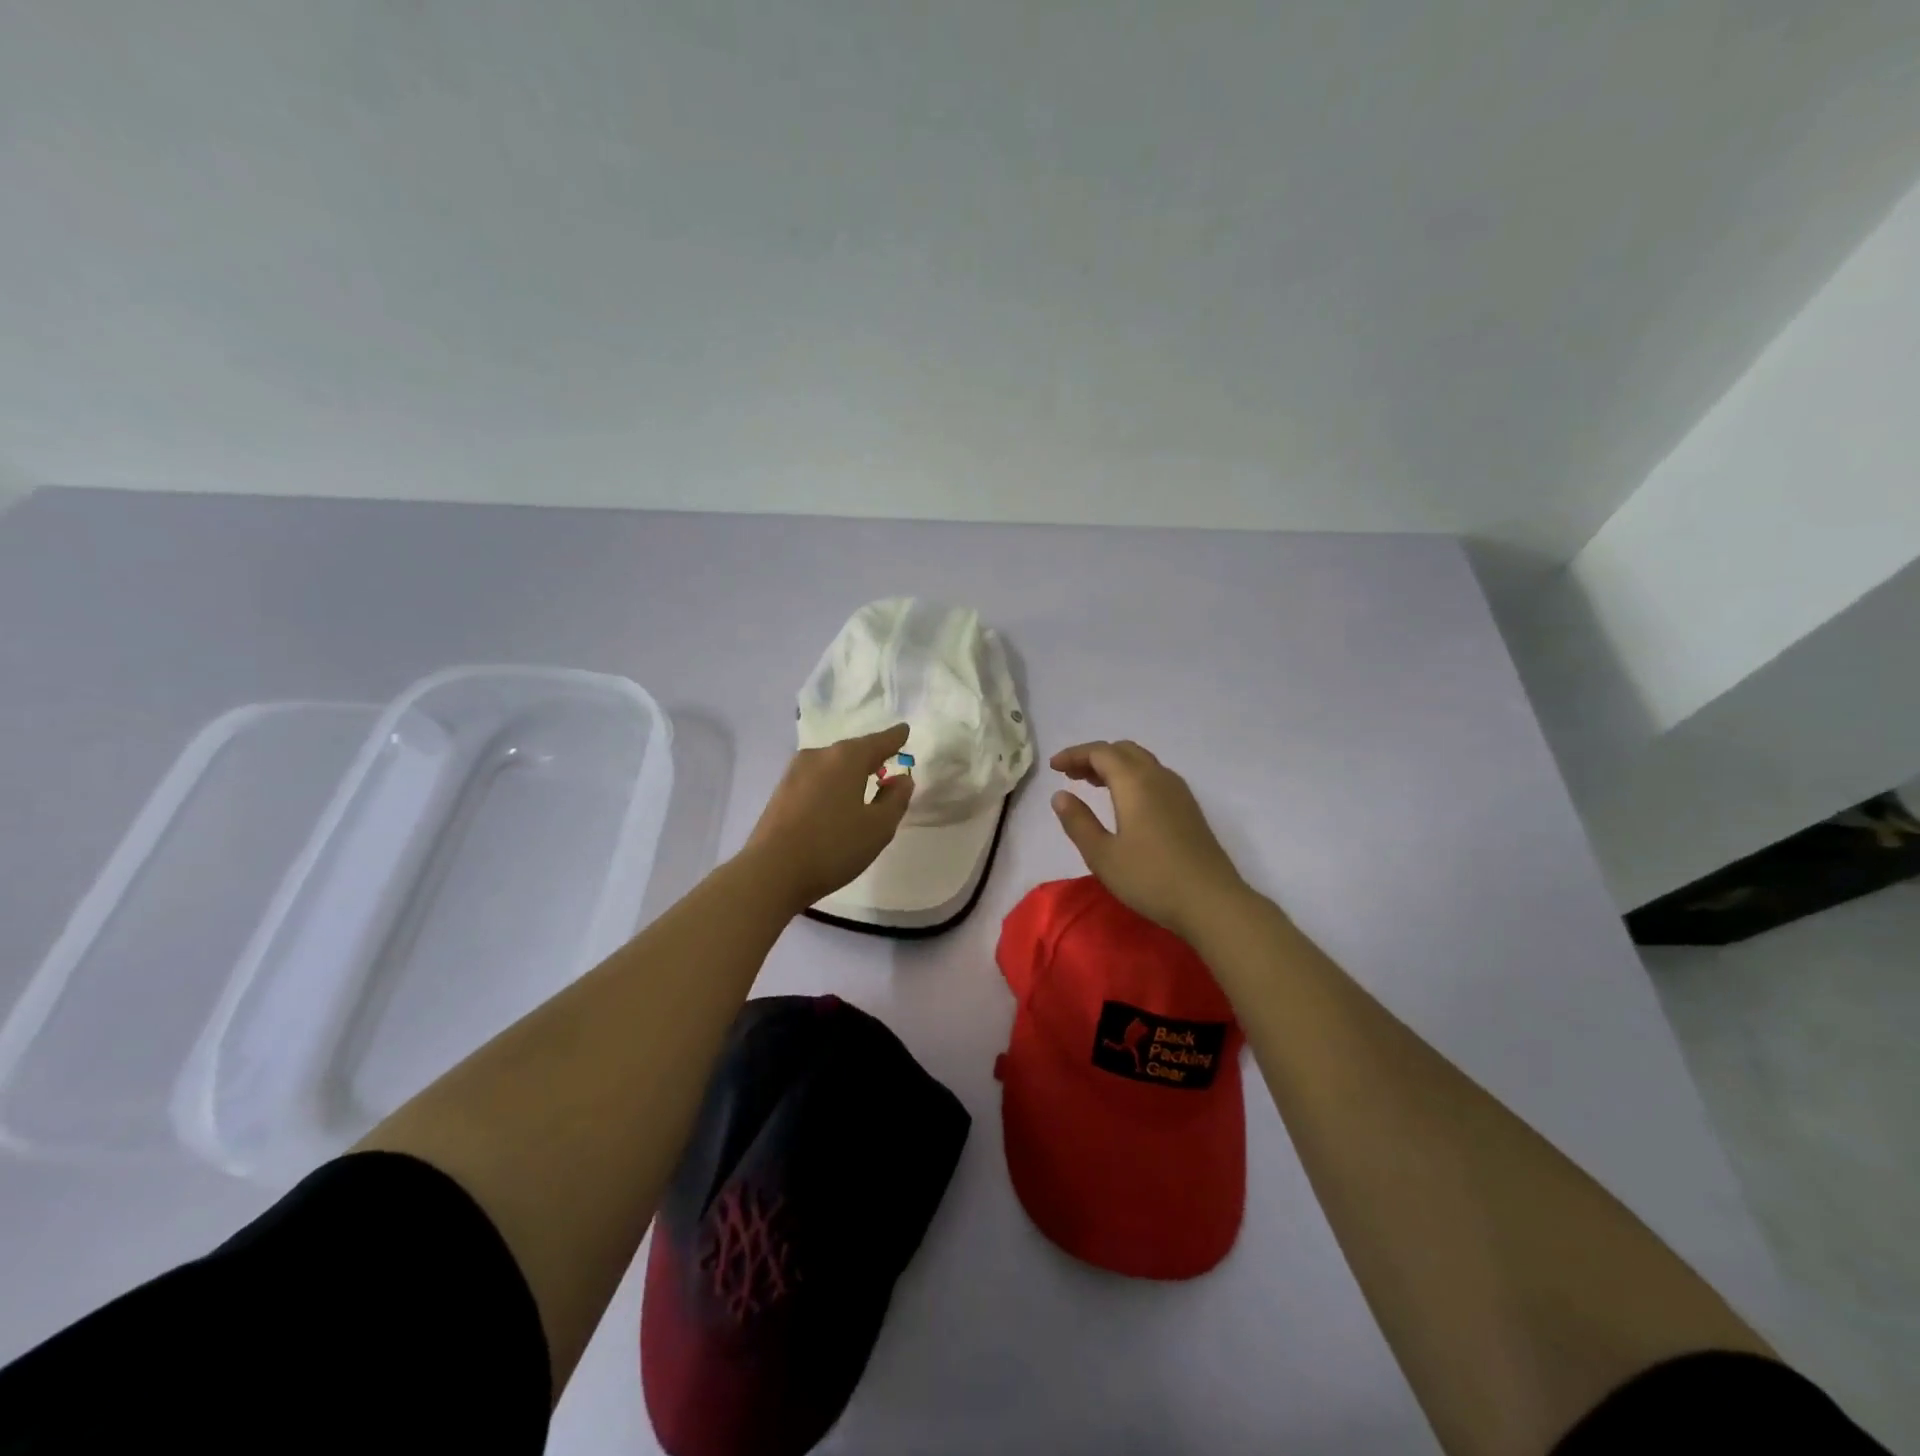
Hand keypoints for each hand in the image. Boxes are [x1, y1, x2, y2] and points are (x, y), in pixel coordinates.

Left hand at [743, 724, 914, 910]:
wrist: (771, 872)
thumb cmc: (833, 846)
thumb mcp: (879, 827)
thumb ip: (896, 799)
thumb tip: (902, 779)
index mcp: (846, 758)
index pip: (878, 741)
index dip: (895, 738)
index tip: (904, 730)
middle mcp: (819, 756)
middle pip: (852, 750)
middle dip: (870, 756)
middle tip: (886, 762)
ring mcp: (795, 772)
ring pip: (832, 765)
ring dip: (849, 771)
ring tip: (863, 784)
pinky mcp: (781, 791)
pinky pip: (816, 779)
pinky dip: (831, 784)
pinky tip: (835, 801)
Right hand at [1049, 740, 1246, 941]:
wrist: (1211, 901)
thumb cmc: (1150, 878)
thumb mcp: (1102, 855)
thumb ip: (1078, 822)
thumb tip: (1060, 795)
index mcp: (1135, 782)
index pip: (1100, 752)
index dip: (1075, 754)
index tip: (1053, 767)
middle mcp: (1158, 777)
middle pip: (1123, 750)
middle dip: (1094, 757)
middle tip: (1071, 775)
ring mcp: (1179, 792)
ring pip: (1142, 762)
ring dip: (1115, 765)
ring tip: (1093, 785)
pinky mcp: (1189, 808)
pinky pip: (1155, 777)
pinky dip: (1132, 777)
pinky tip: (1125, 802)